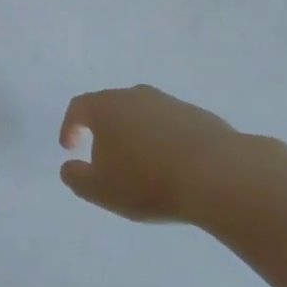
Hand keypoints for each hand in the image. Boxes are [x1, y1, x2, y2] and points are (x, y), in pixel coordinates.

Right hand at [58, 85, 246, 223]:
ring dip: (137, 136)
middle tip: (107, 160)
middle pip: (112, 107)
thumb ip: (76, 178)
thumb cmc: (148, 181)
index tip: (70, 148)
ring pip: (144, 116)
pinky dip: (165, 142)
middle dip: (105, 131)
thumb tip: (69, 167)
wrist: (218, 174)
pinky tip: (174, 168)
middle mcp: (136, 96)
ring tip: (144, 168)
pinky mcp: (198, 116)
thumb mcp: (101, 190)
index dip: (70, 126)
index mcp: (106, 107)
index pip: (79, 108)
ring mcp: (170, 103)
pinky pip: (171, 126)